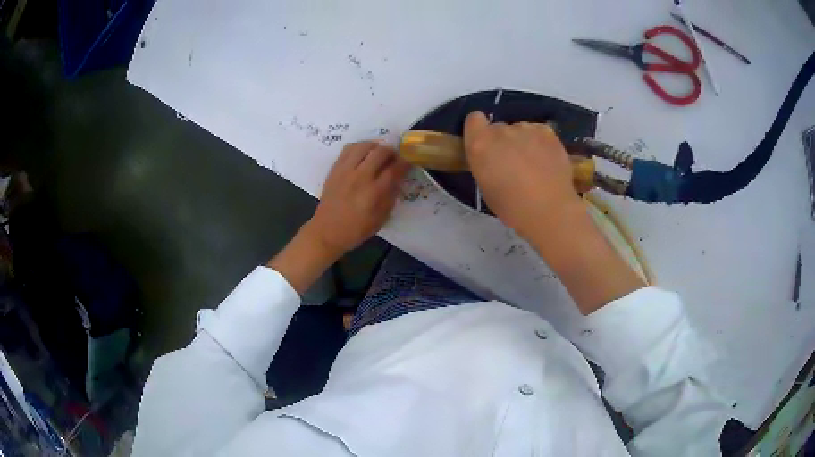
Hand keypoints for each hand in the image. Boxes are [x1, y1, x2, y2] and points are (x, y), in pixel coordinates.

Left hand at [308, 141, 409, 255]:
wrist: (327, 231)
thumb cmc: (357, 229)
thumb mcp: (381, 218)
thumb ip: (392, 196)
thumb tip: (398, 178)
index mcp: (374, 192)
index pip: (394, 169)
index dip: (405, 162)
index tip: (409, 161)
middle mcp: (360, 177)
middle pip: (380, 152)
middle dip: (392, 152)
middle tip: (395, 158)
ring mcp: (345, 170)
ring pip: (364, 145)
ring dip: (376, 146)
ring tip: (379, 154)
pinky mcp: (335, 168)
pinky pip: (348, 148)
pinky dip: (360, 147)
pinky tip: (363, 155)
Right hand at [463, 111, 579, 237]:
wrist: (549, 209)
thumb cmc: (512, 207)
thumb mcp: (486, 187)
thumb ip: (485, 164)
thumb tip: (493, 159)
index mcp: (480, 144)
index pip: (473, 120)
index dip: (479, 130)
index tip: (486, 146)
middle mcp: (501, 131)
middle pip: (499, 128)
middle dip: (503, 141)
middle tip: (513, 163)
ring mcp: (526, 128)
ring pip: (521, 130)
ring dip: (523, 142)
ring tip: (535, 165)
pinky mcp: (547, 132)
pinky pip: (539, 132)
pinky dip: (541, 143)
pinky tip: (547, 161)